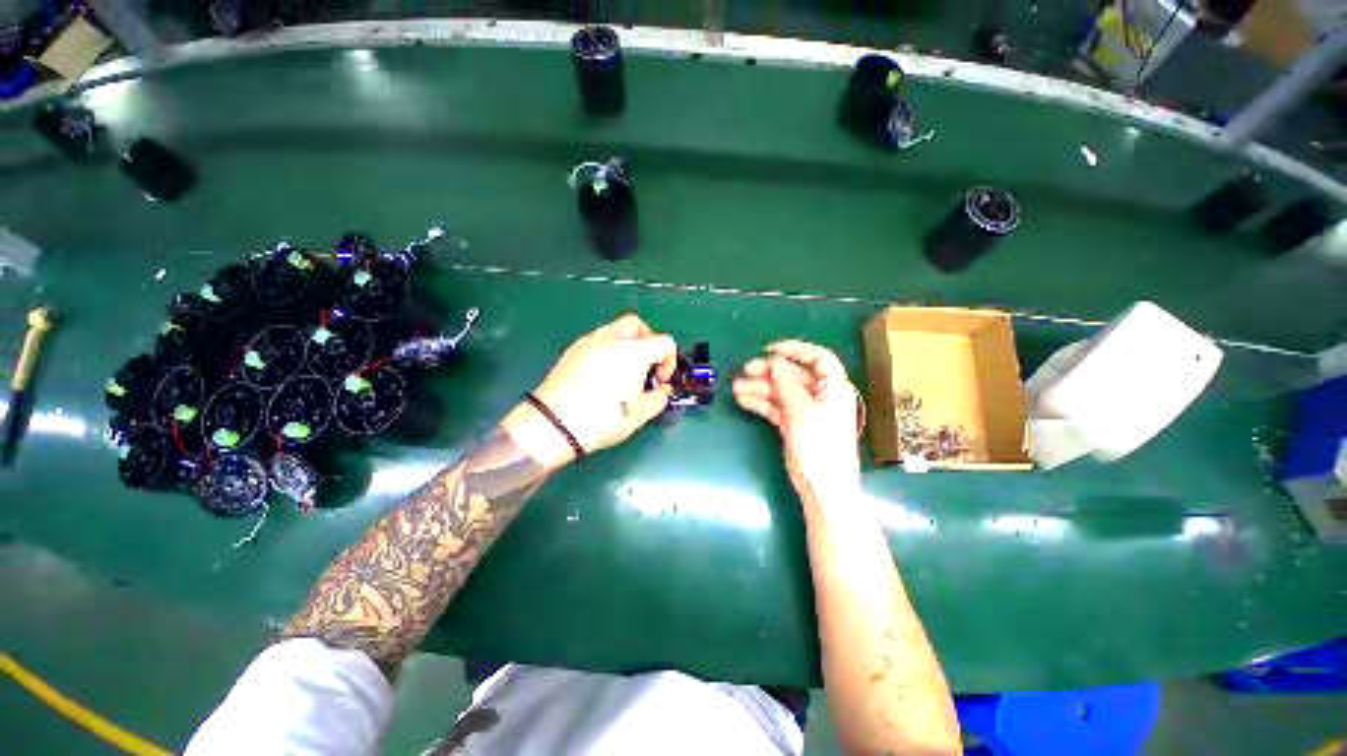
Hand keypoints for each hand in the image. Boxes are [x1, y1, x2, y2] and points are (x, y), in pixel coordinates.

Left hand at [503, 314, 675, 468]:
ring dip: (627, 344)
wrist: (554, 424)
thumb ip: (660, 398)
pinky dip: (608, 350)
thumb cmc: (602, 419)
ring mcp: (589, 341)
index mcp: (634, 351)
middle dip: (648, 341)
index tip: (661, 381)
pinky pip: (598, 341)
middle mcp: (612, 338)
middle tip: (646, 366)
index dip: (669, 361)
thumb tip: (663, 390)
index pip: (664, 342)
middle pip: (638, 324)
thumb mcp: (640, 414)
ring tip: (624, 372)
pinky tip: (603, 375)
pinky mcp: (573, 350)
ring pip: (616, 330)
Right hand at [733, 340, 860, 503]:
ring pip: (781, 391)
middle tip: (745, 370)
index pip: (818, 358)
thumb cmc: (819, 446)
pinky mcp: (793, 425)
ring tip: (736, 388)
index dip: (796, 349)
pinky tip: (743, 400)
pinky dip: (760, 402)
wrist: (822, 488)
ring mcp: (806, 411)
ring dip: (759, 388)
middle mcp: (820, 395)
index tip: (770, 349)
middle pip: (793, 375)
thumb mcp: (802, 410)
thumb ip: (787, 383)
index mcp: (833, 387)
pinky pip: (775, 407)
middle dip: (769, 371)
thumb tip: (774, 360)